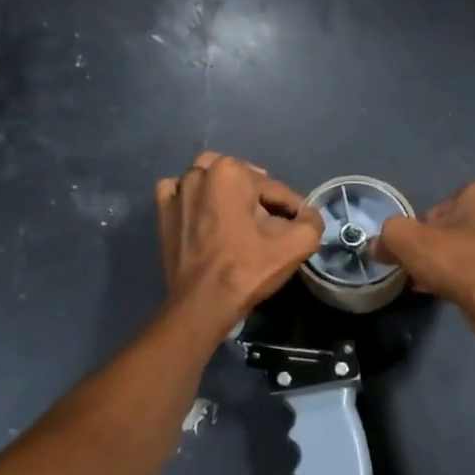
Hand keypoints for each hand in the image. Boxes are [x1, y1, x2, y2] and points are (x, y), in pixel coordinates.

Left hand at [156, 152, 323, 332]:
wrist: (203, 303)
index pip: (274, 188)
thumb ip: (312, 221)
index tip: (297, 228)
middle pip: (242, 180)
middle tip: (269, 225)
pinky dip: (193, 199)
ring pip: (210, 181)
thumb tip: (308, 214)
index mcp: (231, 171)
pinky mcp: (162, 212)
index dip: (291, 209)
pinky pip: (180, 193)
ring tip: (237, 219)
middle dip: (257, 197)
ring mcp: (177, 191)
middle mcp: (200, 172)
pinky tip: (203, 216)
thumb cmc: (248, 269)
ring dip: (225, 195)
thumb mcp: (296, 244)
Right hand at [376, 180, 474, 332]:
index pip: (440, 206)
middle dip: (436, 246)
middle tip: (419, 266)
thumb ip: (388, 236)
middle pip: (455, 228)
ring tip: (429, 282)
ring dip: (449, 264)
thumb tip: (377, 246)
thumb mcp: (406, 240)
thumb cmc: (457, 260)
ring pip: (469, 250)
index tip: (412, 247)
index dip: (421, 227)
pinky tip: (446, 293)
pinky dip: (464, 279)